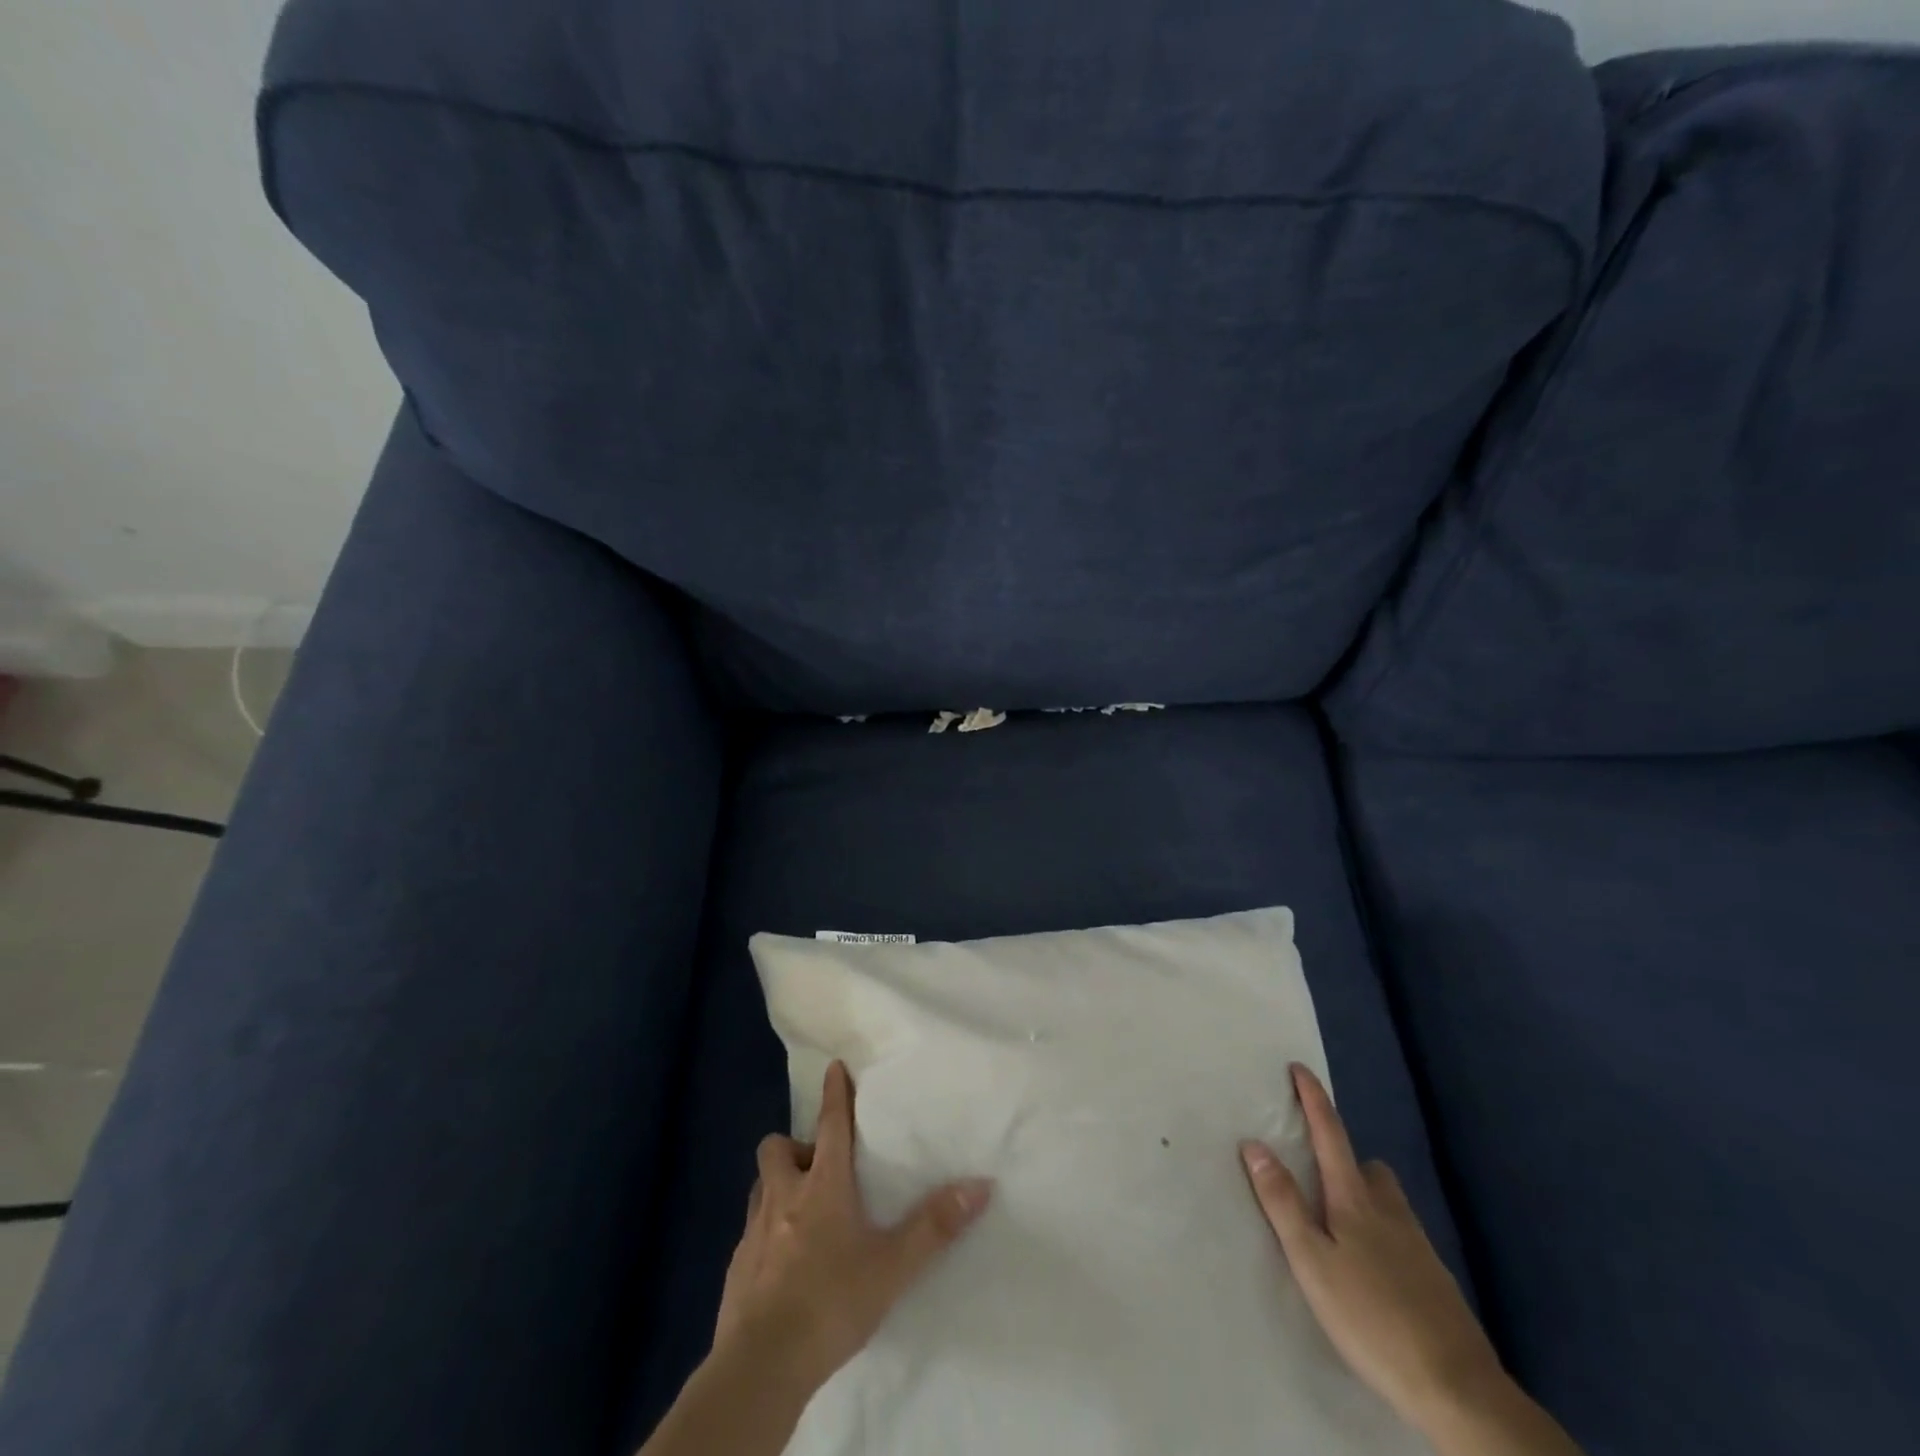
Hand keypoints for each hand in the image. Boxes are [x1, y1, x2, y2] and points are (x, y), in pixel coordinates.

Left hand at [712, 1060, 994, 1396]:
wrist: (761, 1366)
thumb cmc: (831, 1302)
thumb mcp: (893, 1267)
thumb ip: (935, 1226)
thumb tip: (981, 1184)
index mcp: (822, 1186)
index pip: (830, 1124)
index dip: (834, 1094)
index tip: (834, 1067)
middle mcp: (783, 1197)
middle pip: (777, 1148)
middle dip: (794, 1146)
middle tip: (818, 1166)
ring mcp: (753, 1232)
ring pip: (760, 1186)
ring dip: (777, 1186)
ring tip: (800, 1209)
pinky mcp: (736, 1267)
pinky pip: (750, 1231)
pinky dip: (765, 1232)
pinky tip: (783, 1263)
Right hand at [1240, 1065, 1502, 1431]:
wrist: (1458, 1388)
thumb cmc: (1371, 1318)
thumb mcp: (1312, 1261)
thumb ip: (1283, 1203)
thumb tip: (1254, 1144)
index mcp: (1355, 1200)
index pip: (1330, 1134)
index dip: (1314, 1099)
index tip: (1299, 1068)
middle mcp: (1390, 1211)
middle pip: (1367, 1166)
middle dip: (1342, 1157)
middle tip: (1315, 1172)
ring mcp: (1418, 1246)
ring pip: (1387, 1200)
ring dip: (1363, 1195)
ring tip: (1339, 1224)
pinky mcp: (1435, 1280)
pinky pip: (1402, 1234)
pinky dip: (1382, 1233)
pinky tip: (1372, 1269)